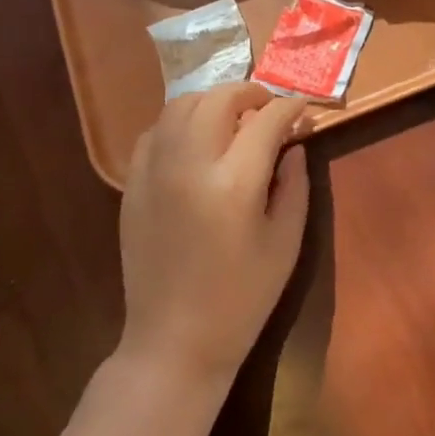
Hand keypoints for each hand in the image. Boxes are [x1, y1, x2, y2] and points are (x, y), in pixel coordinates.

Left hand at [117, 84, 308, 388]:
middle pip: (218, 99)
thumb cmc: (242, 298)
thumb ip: (295, 184)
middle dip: (250, 93)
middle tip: (268, 107)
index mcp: (234, 183)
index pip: (266, 120)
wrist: (175, 342)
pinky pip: (155, 132)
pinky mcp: (133, 185)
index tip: (302, 109)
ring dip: (212, 102)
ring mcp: (154, 172)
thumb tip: (294, 143)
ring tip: (232, 117)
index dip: (289, 108)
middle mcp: (189, 165)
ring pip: (181, 106)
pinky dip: (180, 123)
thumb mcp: (286, 242)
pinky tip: (196, 141)